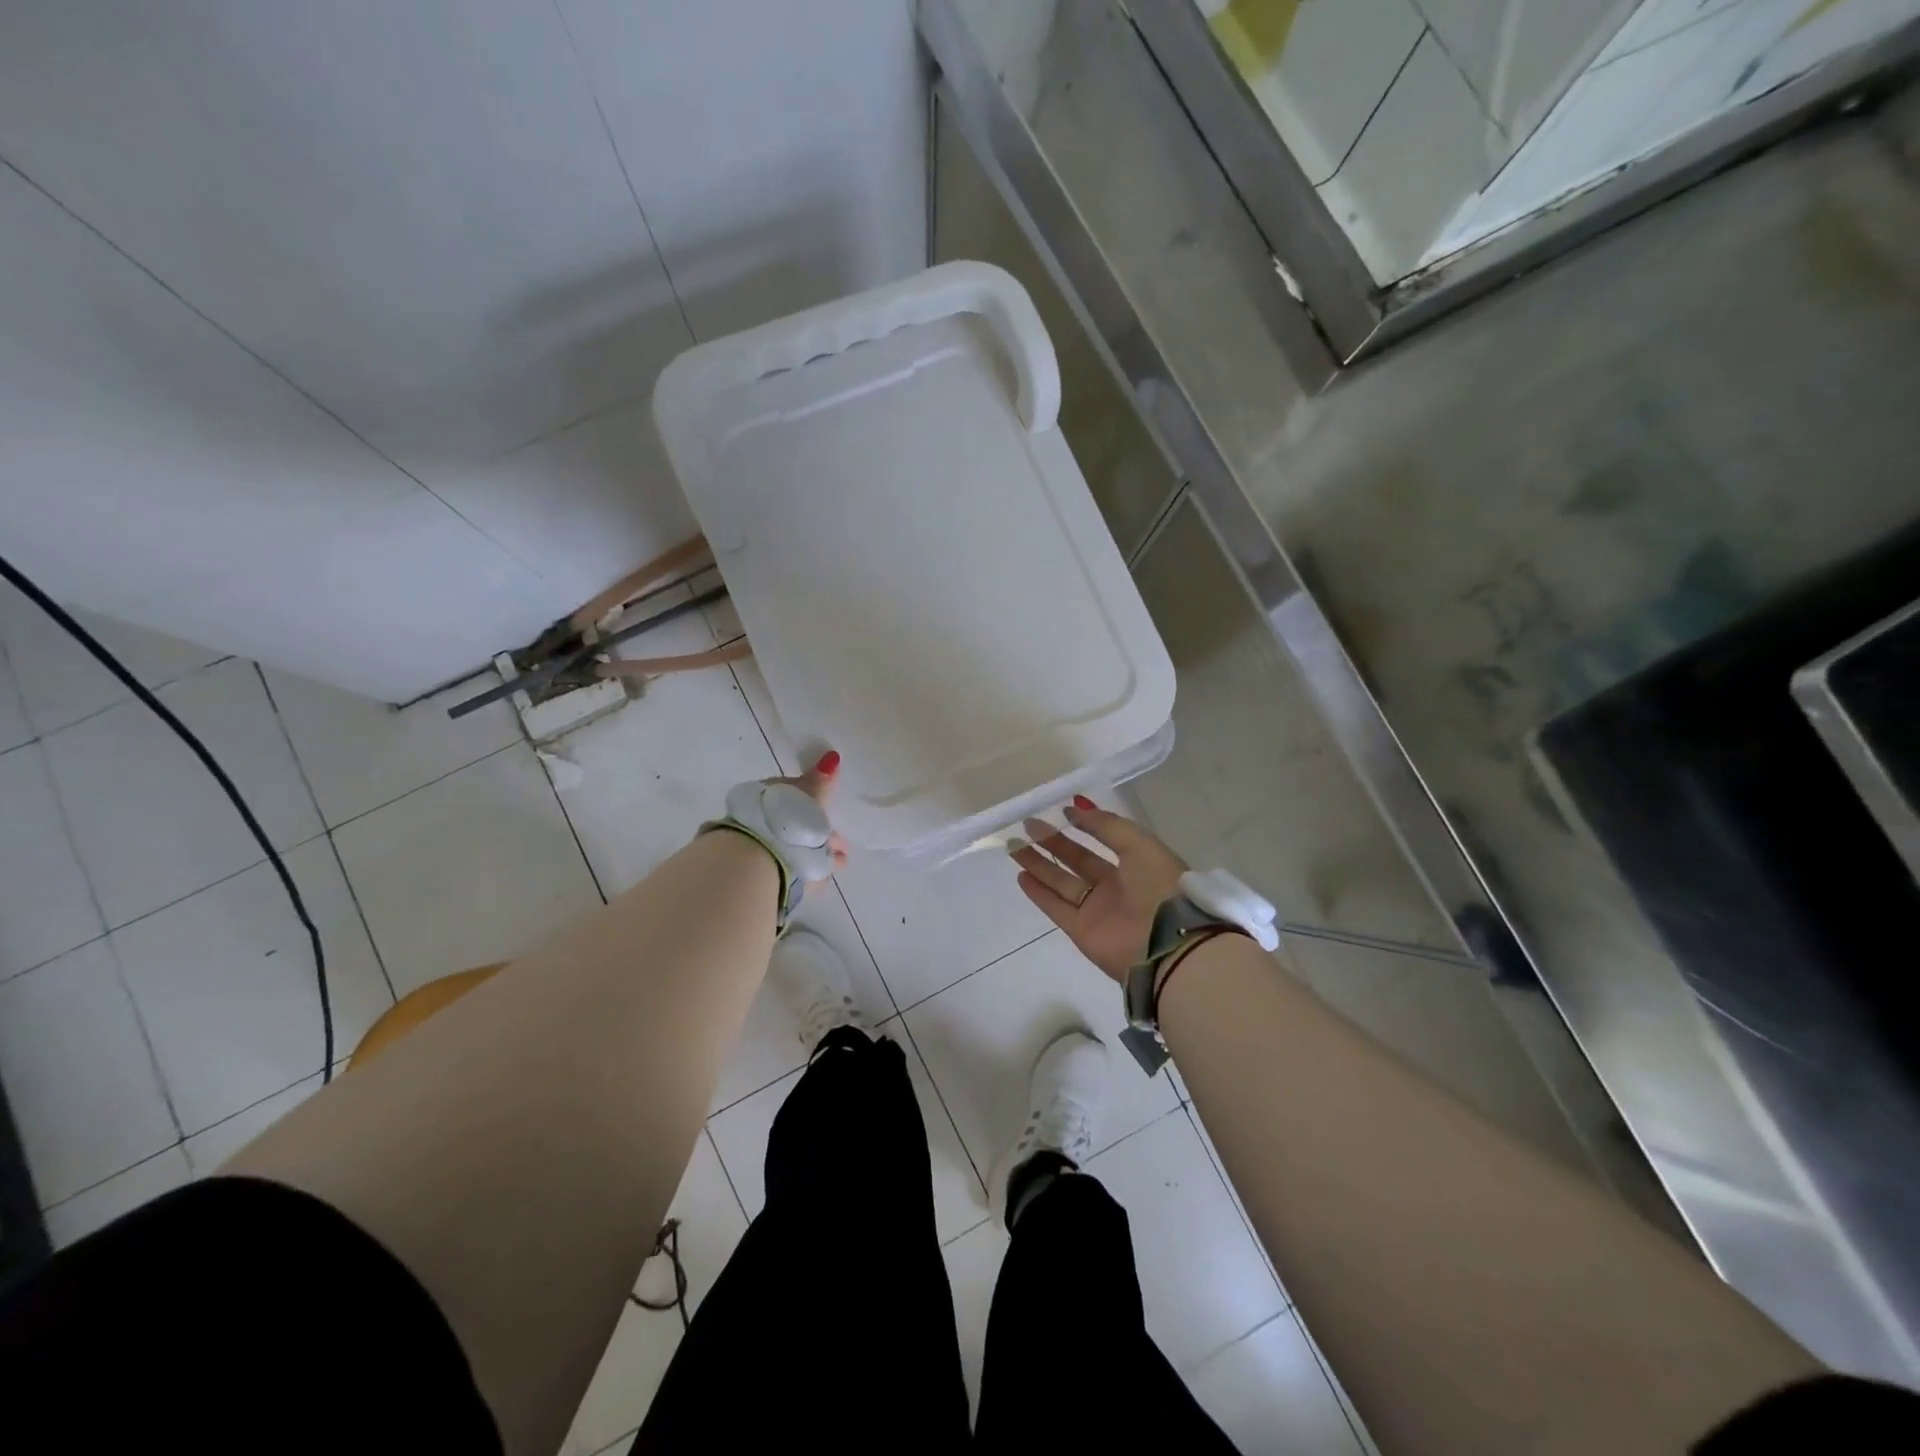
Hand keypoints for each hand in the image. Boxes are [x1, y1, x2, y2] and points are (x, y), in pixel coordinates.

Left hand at [768, 749, 848, 876]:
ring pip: (795, 843)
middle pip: (795, 820)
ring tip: (840, 860)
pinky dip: (809, 866)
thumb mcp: (810, 797)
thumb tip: (831, 757)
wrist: (758, 863)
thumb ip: (821, 781)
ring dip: (818, 849)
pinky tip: (824, 874)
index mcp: (769, 794)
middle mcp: (762, 817)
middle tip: (840, 840)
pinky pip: (794, 864)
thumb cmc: (787, 822)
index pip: (794, 791)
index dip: (815, 799)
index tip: (832, 809)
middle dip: (818, 827)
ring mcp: (761, 845)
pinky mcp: (765, 872)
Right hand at [1010, 797, 1186, 981]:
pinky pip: (1056, 907)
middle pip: (1078, 860)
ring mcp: (1097, 909)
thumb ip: (1107, 825)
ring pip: (1062, 882)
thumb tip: (1076, 808)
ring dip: (1039, 864)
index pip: (1106, 839)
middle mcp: (1116, 886)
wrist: (1165, 944)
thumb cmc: (1158, 886)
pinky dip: (1038, 893)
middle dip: (1053, 842)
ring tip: (1014, 846)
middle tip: (1028, 826)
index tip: (1062, 811)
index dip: (1086, 825)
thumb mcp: (1138, 844)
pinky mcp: (1081, 930)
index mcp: (1137, 864)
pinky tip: (1020, 876)